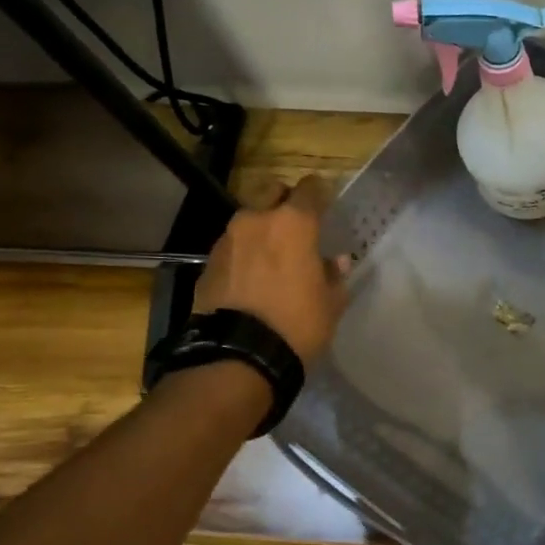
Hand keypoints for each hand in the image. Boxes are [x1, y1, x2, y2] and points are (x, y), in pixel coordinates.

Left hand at [192, 176, 349, 364]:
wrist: (238, 355)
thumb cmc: (297, 324)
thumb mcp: (330, 304)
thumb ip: (334, 276)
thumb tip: (336, 261)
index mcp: (293, 224)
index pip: (310, 189)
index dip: (320, 192)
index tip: (327, 201)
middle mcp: (256, 220)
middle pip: (271, 191)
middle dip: (284, 200)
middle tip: (297, 223)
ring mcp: (227, 239)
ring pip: (248, 218)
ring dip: (261, 228)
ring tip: (272, 254)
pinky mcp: (208, 262)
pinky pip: (232, 246)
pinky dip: (244, 253)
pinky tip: (252, 276)